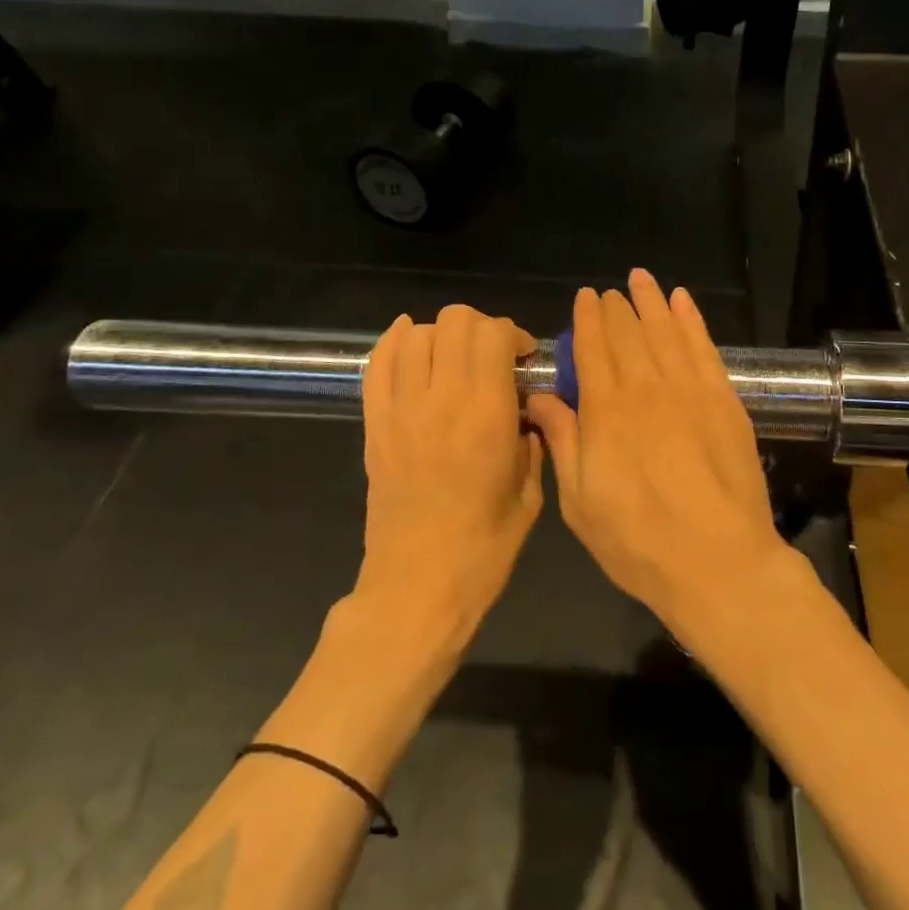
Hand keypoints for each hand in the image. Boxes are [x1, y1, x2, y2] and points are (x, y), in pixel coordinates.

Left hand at [356, 305, 543, 651]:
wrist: (417, 588)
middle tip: (492, 355)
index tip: (523, 357)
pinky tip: (411, 339)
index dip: (512, 333)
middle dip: (481, 327)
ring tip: (456, 358)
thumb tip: (528, 412)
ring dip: (442, 335)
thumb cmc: (483, 549)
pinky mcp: (374, 426)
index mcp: (486, 414)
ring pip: (416, 335)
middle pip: (454, 321)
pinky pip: (377, 366)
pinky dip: (394, 342)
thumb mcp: (530, 495)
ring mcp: (401, 410)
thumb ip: (534, 443)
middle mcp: (441, 399)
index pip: (493, 334)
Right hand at [526, 271, 794, 643]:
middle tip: (610, 291)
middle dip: (616, 308)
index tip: (584, 297)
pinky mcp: (725, 401)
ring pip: (666, 331)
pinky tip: (684, 302)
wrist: (719, 562)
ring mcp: (690, 391)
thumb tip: (540, 397)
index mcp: (606, 412)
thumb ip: (563, 441)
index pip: (593, 349)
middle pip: (628, 334)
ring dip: (652, 302)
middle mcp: (646, 389)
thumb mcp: (580, 502)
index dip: (587, 319)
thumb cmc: (638, 542)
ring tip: (642, 279)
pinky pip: (705, 348)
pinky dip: (692, 321)